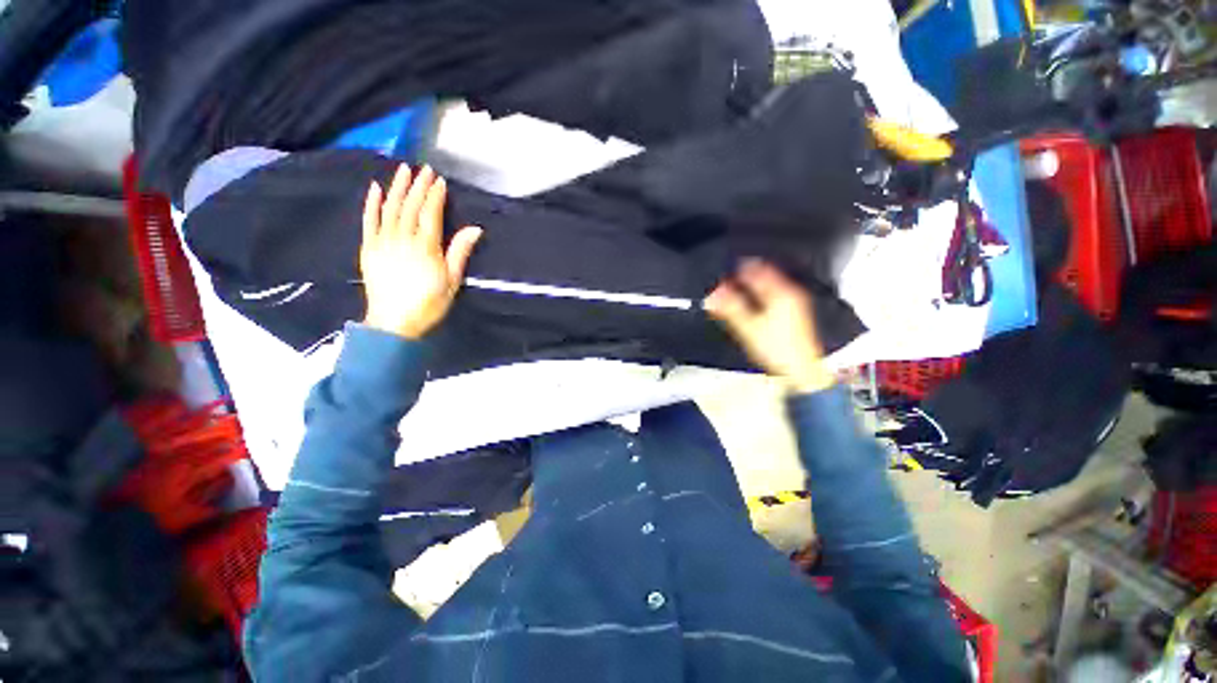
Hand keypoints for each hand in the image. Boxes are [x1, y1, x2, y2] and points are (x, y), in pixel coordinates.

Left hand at [359, 165, 481, 338]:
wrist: (393, 322)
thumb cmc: (428, 304)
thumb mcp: (452, 281)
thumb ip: (460, 252)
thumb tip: (474, 229)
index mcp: (425, 248)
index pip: (430, 214)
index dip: (434, 196)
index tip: (439, 181)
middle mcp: (402, 239)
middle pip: (410, 207)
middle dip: (418, 186)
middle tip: (424, 169)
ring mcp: (382, 242)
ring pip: (389, 209)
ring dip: (397, 188)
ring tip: (403, 170)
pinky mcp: (368, 248)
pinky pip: (369, 221)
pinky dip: (372, 204)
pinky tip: (375, 189)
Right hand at [704, 259, 835, 394]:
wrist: (800, 371)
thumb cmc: (780, 352)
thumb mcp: (748, 328)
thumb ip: (730, 308)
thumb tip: (713, 295)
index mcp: (781, 294)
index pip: (757, 270)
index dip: (738, 269)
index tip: (725, 271)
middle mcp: (790, 296)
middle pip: (764, 276)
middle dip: (744, 276)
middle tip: (728, 279)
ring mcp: (794, 305)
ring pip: (769, 287)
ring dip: (752, 286)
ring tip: (736, 289)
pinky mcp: (794, 316)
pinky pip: (774, 298)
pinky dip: (760, 297)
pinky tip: (752, 305)